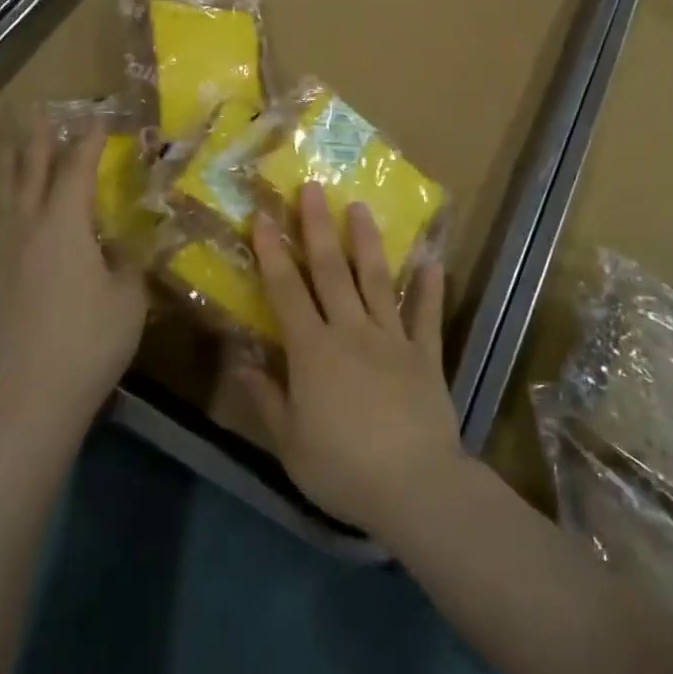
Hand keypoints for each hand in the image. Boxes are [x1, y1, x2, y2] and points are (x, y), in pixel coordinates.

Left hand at [0, 113, 148, 436]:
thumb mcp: (128, 299)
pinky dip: (10, 202)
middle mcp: (29, 231)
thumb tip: (130, 245)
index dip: (89, 141)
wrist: (28, 402)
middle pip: (30, 174)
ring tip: (13, 145)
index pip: (77, 170)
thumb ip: (131, 264)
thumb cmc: (89, 343)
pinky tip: (14, 211)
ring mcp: (7, 257)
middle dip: (37, 140)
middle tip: (39, 111)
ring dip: (13, 166)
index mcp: (64, 227)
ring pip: (7, 198)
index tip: (100, 116)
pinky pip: (3, 224)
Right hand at [235, 184, 464, 536]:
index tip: (264, 215)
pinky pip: (427, 316)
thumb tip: (240, 362)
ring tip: (360, 207)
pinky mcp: (426, 355)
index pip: (286, 290)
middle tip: (313, 186)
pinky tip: (432, 261)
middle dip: (318, 226)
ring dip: (367, 241)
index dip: (273, 251)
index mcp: (313, 350)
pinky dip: (430, 288)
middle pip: (331, 270)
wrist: (415, 487)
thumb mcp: (290, 443)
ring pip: (377, 280)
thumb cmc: (343, 469)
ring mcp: (392, 338)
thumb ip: (266, 399)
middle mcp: (351, 331)